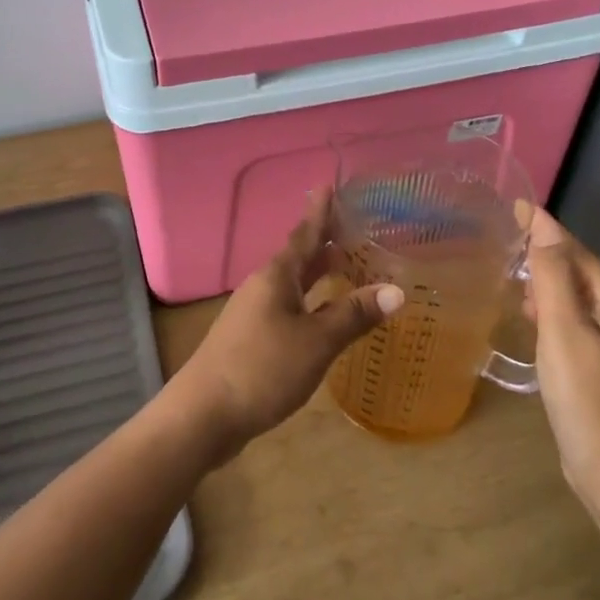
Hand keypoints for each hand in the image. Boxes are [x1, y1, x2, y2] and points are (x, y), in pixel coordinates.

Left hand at [169, 193, 402, 459]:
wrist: (203, 414)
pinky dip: (310, 304)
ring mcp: (254, 314)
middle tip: (353, 229)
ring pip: (293, 285)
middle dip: (324, 243)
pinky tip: (323, 319)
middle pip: (299, 257)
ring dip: (318, 275)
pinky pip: (288, 308)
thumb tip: (396, 290)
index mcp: (277, 276)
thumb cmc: (262, 368)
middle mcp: (263, 287)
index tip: (329, 185)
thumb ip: (354, 315)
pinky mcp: (251, 340)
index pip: (305, 234)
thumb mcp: (316, 342)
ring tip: (345, 268)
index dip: (320, 211)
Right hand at [525, 207, 599, 499]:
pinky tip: (533, 319)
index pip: (578, 252)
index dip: (547, 227)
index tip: (516, 206)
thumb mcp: (563, 329)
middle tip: (509, 242)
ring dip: (549, 281)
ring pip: (578, 297)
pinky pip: (574, 321)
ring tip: (516, 278)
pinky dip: (552, 309)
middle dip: (548, 252)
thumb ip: (554, 276)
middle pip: (582, 271)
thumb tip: (545, 229)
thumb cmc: (584, 393)